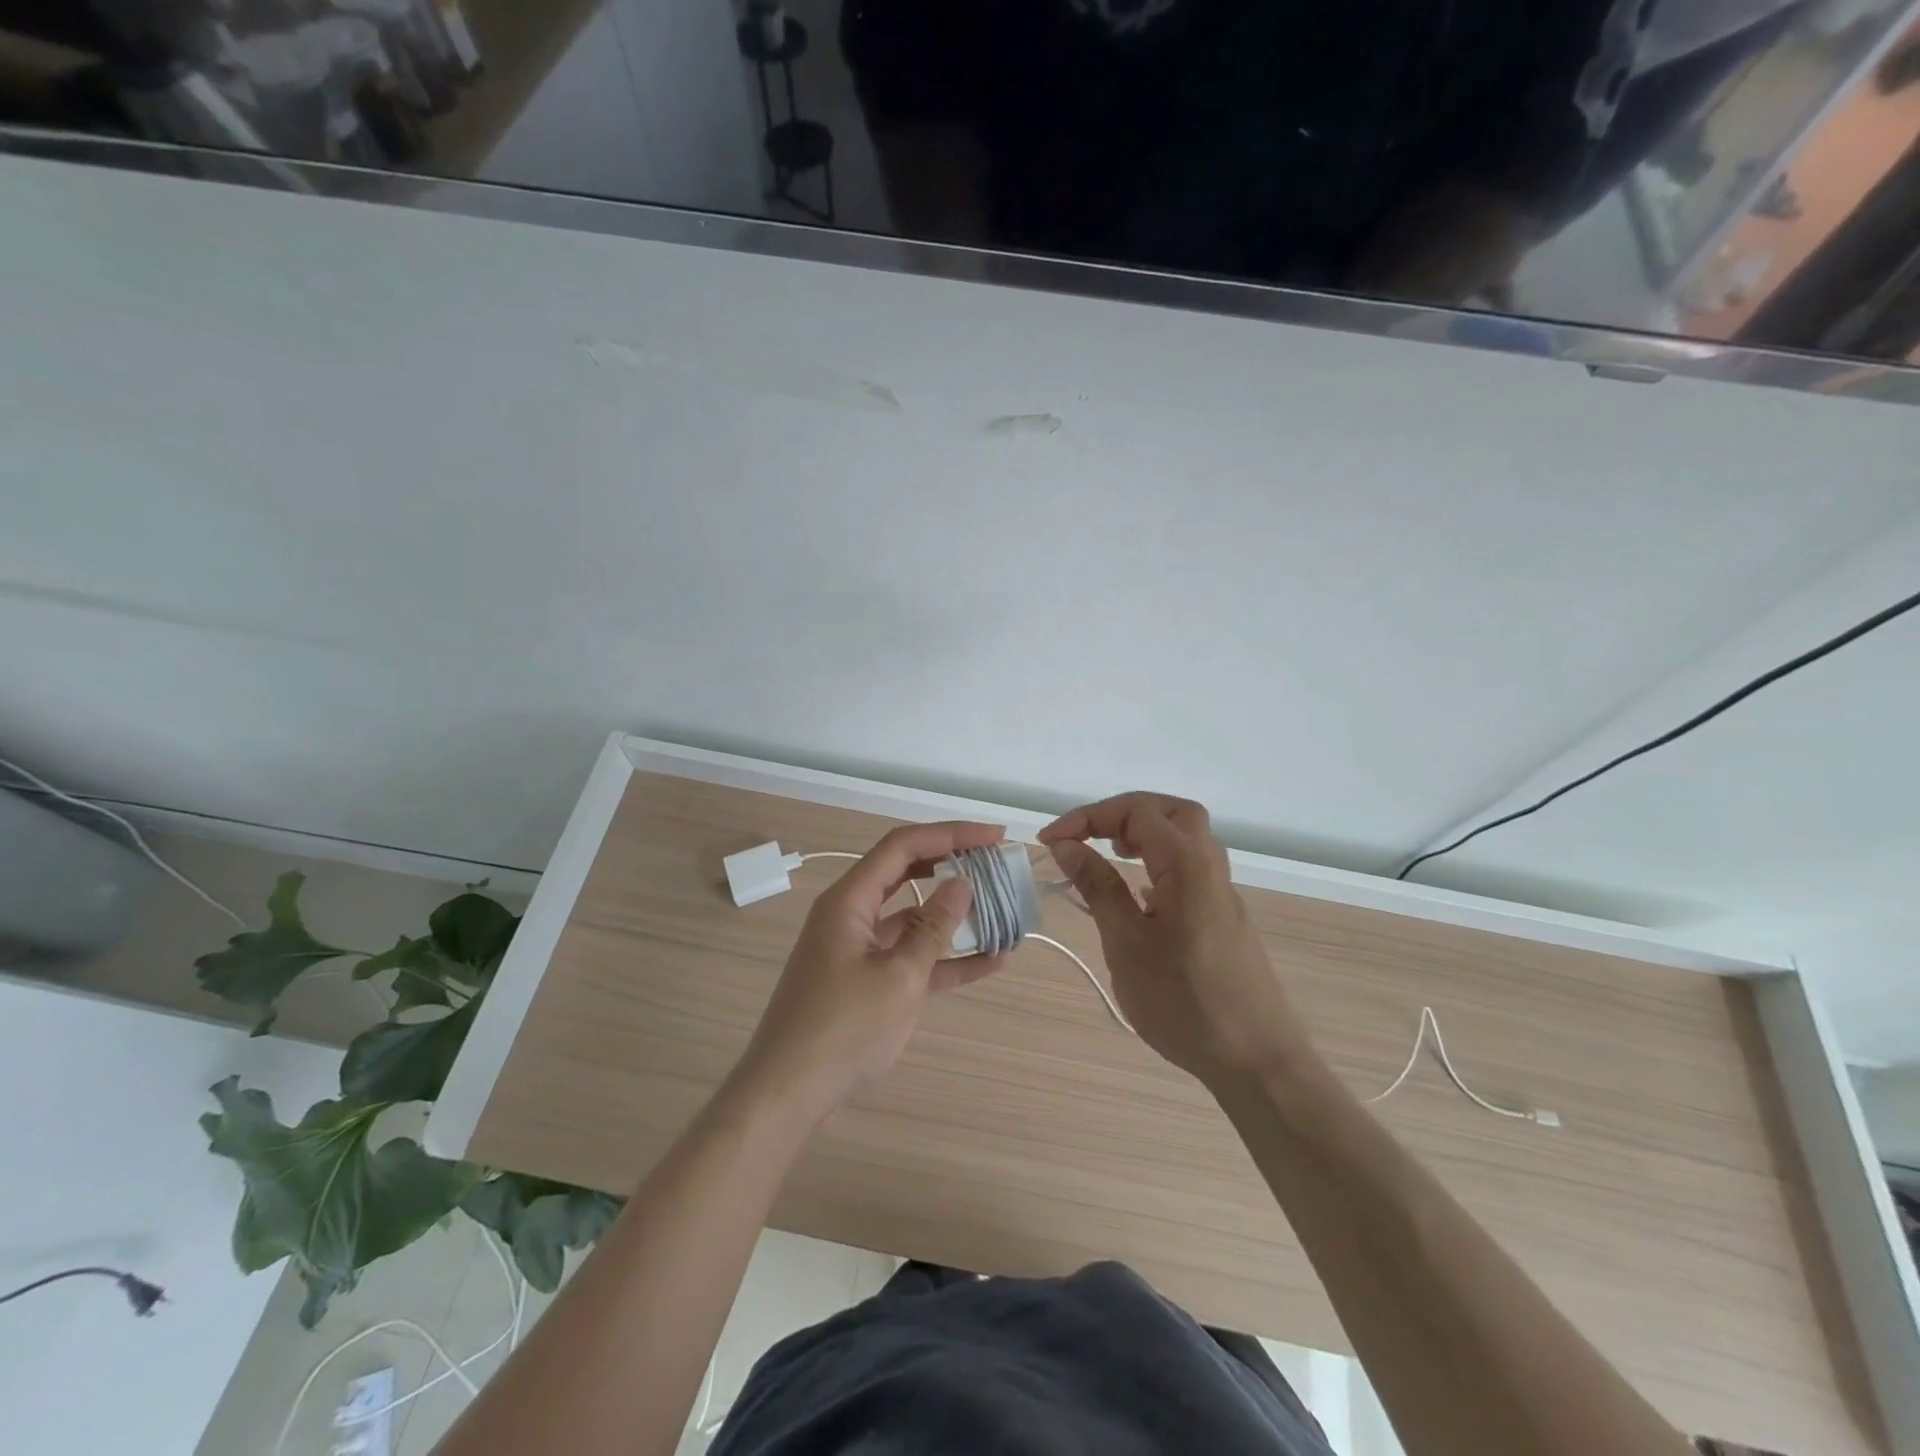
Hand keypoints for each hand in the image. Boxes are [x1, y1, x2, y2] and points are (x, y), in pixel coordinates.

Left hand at [733, 821, 1008, 1117]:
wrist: (788, 1094)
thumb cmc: (841, 1029)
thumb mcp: (898, 977)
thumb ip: (933, 929)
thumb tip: (961, 884)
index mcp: (849, 900)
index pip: (903, 847)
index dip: (950, 834)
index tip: (994, 836)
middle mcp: (852, 915)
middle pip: (908, 873)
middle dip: (953, 864)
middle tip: (996, 862)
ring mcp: (859, 949)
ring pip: (913, 918)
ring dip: (955, 916)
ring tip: (1002, 910)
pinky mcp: (867, 981)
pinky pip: (911, 957)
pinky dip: (946, 958)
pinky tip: (990, 962)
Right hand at [1039, 793, 1310, 1087]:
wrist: (1257, 1061)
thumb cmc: (1183, 1002)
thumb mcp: (1126, 943)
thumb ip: (1098, 887)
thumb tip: (1067, 845)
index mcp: (1187, 865)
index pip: (1136, 811)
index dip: (1087, 817)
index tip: (1050, 841)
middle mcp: (1210, 867)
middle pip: (1170, 811)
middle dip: (1123, 814)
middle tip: (1089, 837)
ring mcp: (1222, 893)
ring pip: (1186, 837)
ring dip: (1144, 834)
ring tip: (1108, 856)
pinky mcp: (1225, 917)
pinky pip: (1191, 867)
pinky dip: (1159, 861)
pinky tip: (1138, 895)